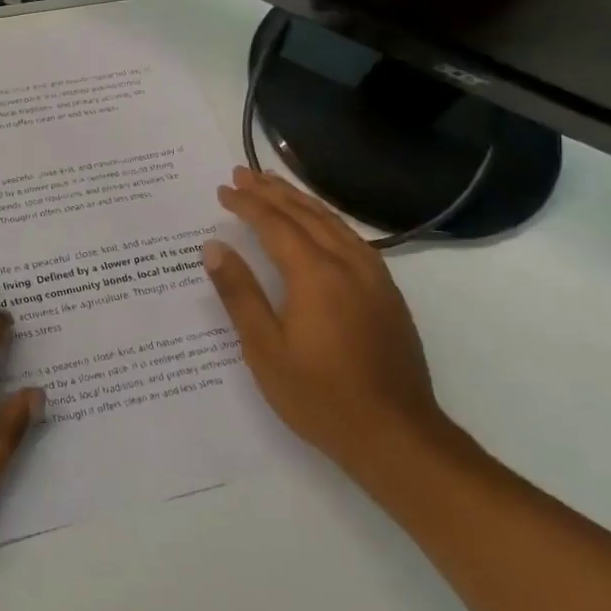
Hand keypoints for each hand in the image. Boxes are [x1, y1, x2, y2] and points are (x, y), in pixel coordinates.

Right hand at [204, 167, 452, 480]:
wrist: (397, 437)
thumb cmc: (319, 396)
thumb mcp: (264, 349)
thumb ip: (239, 293)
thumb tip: (213, 247)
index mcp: (315, 274)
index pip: (275, 224)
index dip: (247, 204)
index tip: (223, 189)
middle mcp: (348, 264)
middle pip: (306, 214)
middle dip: (271, 191)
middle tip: (243, 173)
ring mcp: (374, 278)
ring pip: (333, 223)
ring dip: (300, 200)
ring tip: (275, 185)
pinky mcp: (388, 294)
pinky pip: (352, 239)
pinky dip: (327, 220)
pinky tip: (320, 224)